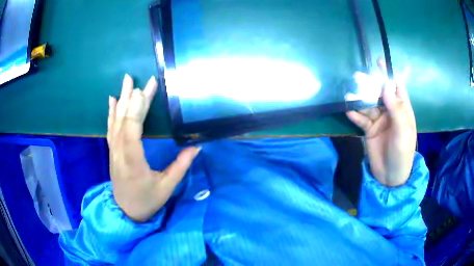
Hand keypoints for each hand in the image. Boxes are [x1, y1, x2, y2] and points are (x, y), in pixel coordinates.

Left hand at [107, 74, 199, 221]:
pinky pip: (111, 128)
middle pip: (124, 122)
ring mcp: (114, 151)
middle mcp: (120, 153)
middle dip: (133, 99)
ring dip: (121, 100)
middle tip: (142, 80)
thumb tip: (196, 146)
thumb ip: (180, 166)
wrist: (126, 211)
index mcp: (133, 162)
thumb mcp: (166, 188)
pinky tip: (112, 100)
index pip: (131, 132)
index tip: (144, 90)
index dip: (136, 110)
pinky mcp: (113, 150)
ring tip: (126, 81)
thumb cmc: (147, 201)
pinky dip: (111, 112)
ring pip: (116, 122)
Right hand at [346, 59, 415, 186]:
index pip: (396, 87)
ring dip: (359, 99)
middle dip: (370, 84)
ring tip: (349, 95)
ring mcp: (379, 120)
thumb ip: (396, 108)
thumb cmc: (402, 153)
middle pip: (379, 93)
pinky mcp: (369, 129)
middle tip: (358, 76)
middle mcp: (390, 111)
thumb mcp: (403, 131)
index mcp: (403, 109)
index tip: (379, 61)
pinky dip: (355, 114)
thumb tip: (386, 85)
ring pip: (368, 104)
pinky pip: (361, 119)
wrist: (390, 176)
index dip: (389, 74)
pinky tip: (348, 110)